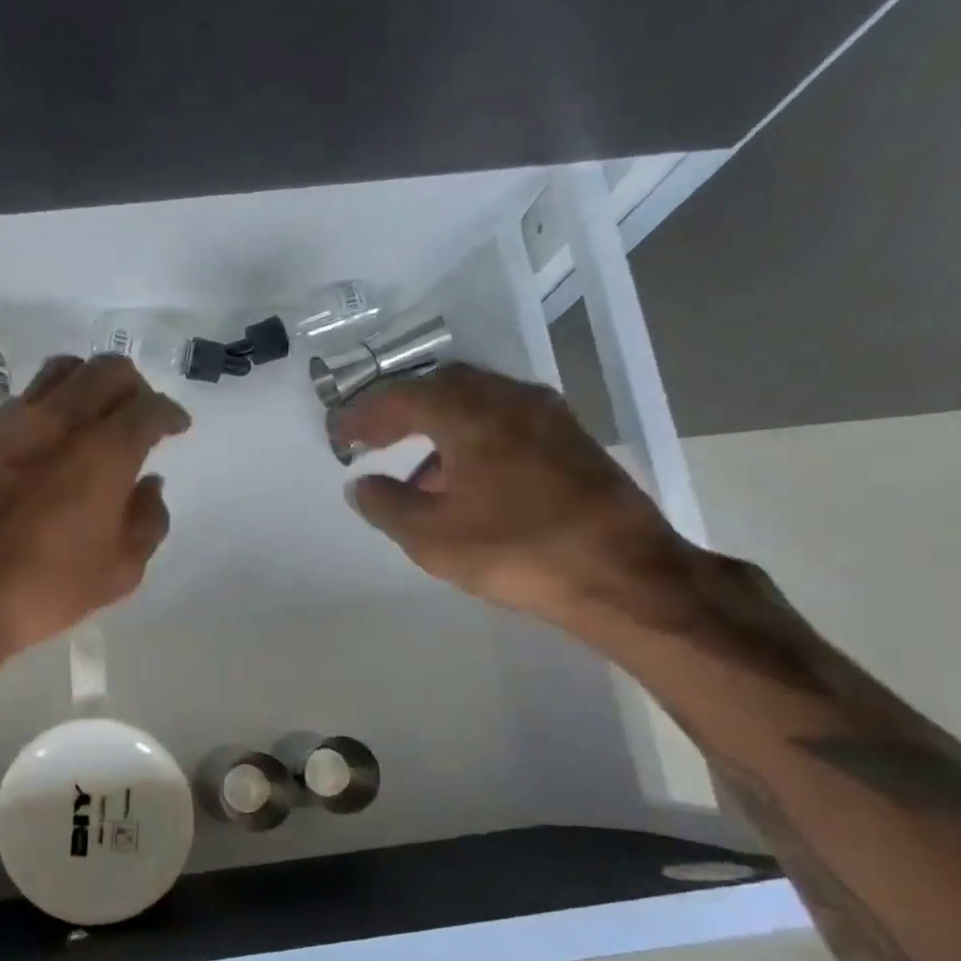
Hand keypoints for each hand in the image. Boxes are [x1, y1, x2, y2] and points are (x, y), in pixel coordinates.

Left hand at [0, 353, 190, 662]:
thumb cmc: (45, 588)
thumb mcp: (120, 571)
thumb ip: (148, 520)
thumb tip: (150, 485)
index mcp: (105, 451)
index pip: (149, 408)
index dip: (170, 413)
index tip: (177, 426)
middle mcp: (60, 420)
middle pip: (107, 370)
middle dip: (134, 386)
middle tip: (139, 413)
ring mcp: (11, 421)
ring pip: (60, 372)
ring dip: (88, 383)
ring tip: (93, 414)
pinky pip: (22, 399)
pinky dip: (48, 406)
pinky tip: (46, 440)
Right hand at [332, 363, 687, 618]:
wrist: (623, 574)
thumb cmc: (515, 550)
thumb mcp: (431, 537)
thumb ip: (386, 505)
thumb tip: (361, 485)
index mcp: (470, 413)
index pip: (401, 397)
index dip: (363, 414)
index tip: (338, 434)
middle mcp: (510, 398)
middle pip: (441, 386)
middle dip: (400, 410)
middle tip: (372, 439)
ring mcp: (547, 416)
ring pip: (476, 401)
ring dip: (436, 424)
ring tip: (413, 470)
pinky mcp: (570, 439)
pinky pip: (504, 419)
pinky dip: (470, 436)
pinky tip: (463, 480)